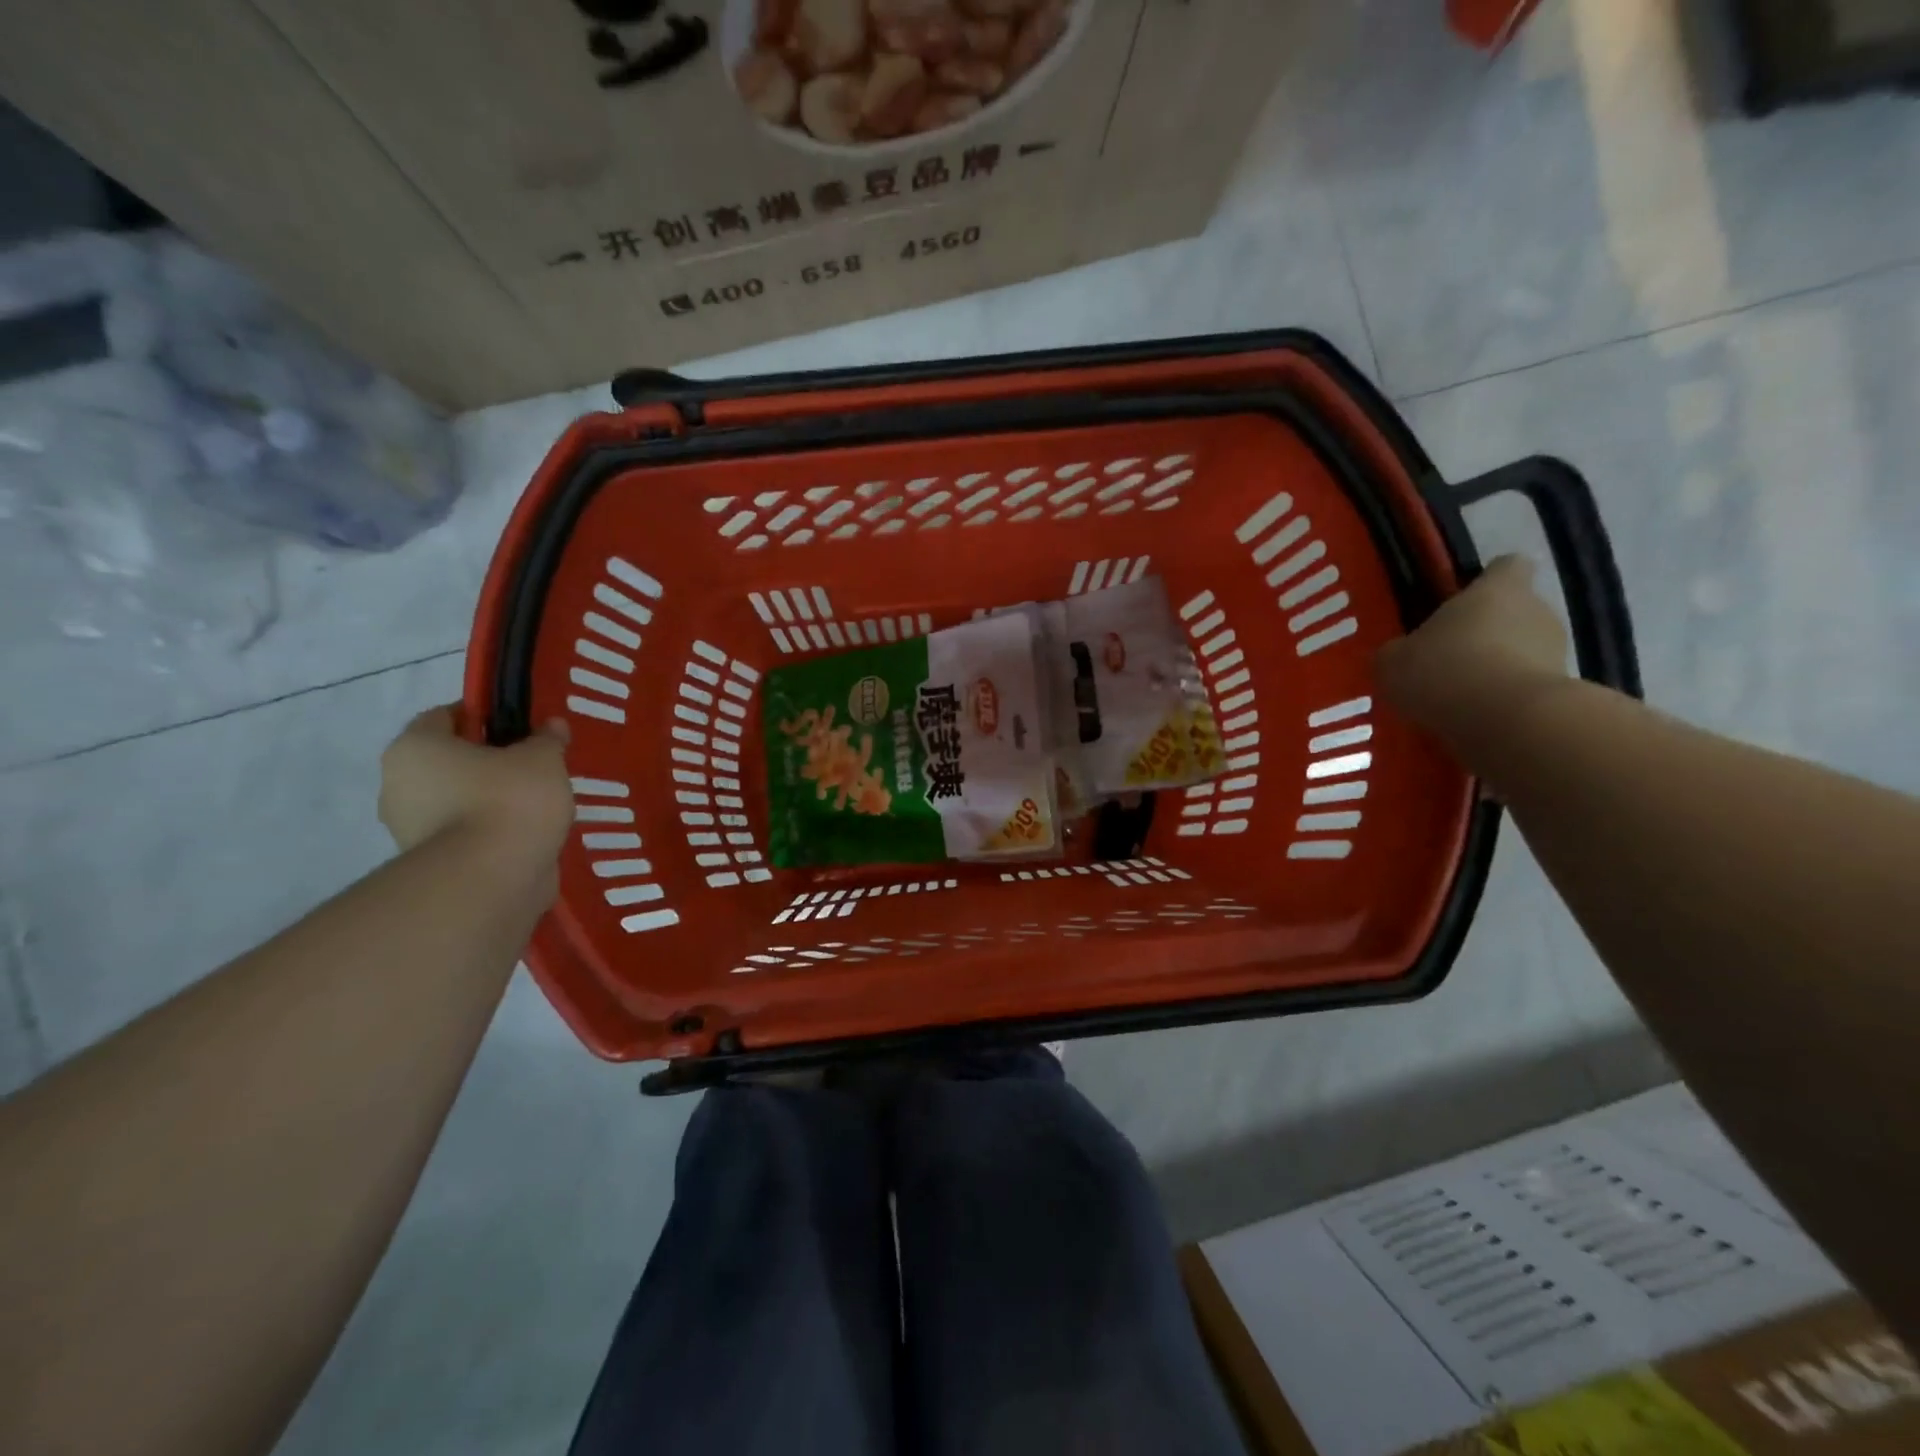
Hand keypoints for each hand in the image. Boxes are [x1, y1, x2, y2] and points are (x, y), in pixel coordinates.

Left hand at [378, 706, 573, 871]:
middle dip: (488, 763)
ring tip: (538, 806)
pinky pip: (465, 835)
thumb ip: (546, 739)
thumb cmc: (509, 800)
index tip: (520, 726)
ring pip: (457, 801)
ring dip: (490, 801)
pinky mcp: (430, 864)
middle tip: (532, 767)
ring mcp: (408, 829)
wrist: (490, 880)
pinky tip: (527, 835)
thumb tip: (551, 726)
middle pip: (449, 761)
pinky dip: (492, 832)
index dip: (484, 715)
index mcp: (415, 748)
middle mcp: (398, 785)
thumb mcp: (542, 759)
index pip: (445, 716)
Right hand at [1376, 555, 1571, 743]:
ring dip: (1497, 669)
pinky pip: (1526, 689)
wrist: (1505, 720)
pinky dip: (1505, 701)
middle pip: (1515, 612)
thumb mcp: (1393, 661)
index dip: (1489, 581)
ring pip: (1524, 652)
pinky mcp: (1562, 691)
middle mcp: (1537, 610)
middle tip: (1449, 660)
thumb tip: (1401, 655)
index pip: (1507, 567)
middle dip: (1488, 633)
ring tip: (1461, 698)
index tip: (1465, 602)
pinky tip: (1477, 720)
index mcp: (1498, 589)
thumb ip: (1399, 651)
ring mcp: (1557, 652)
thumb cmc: (1444, 670)